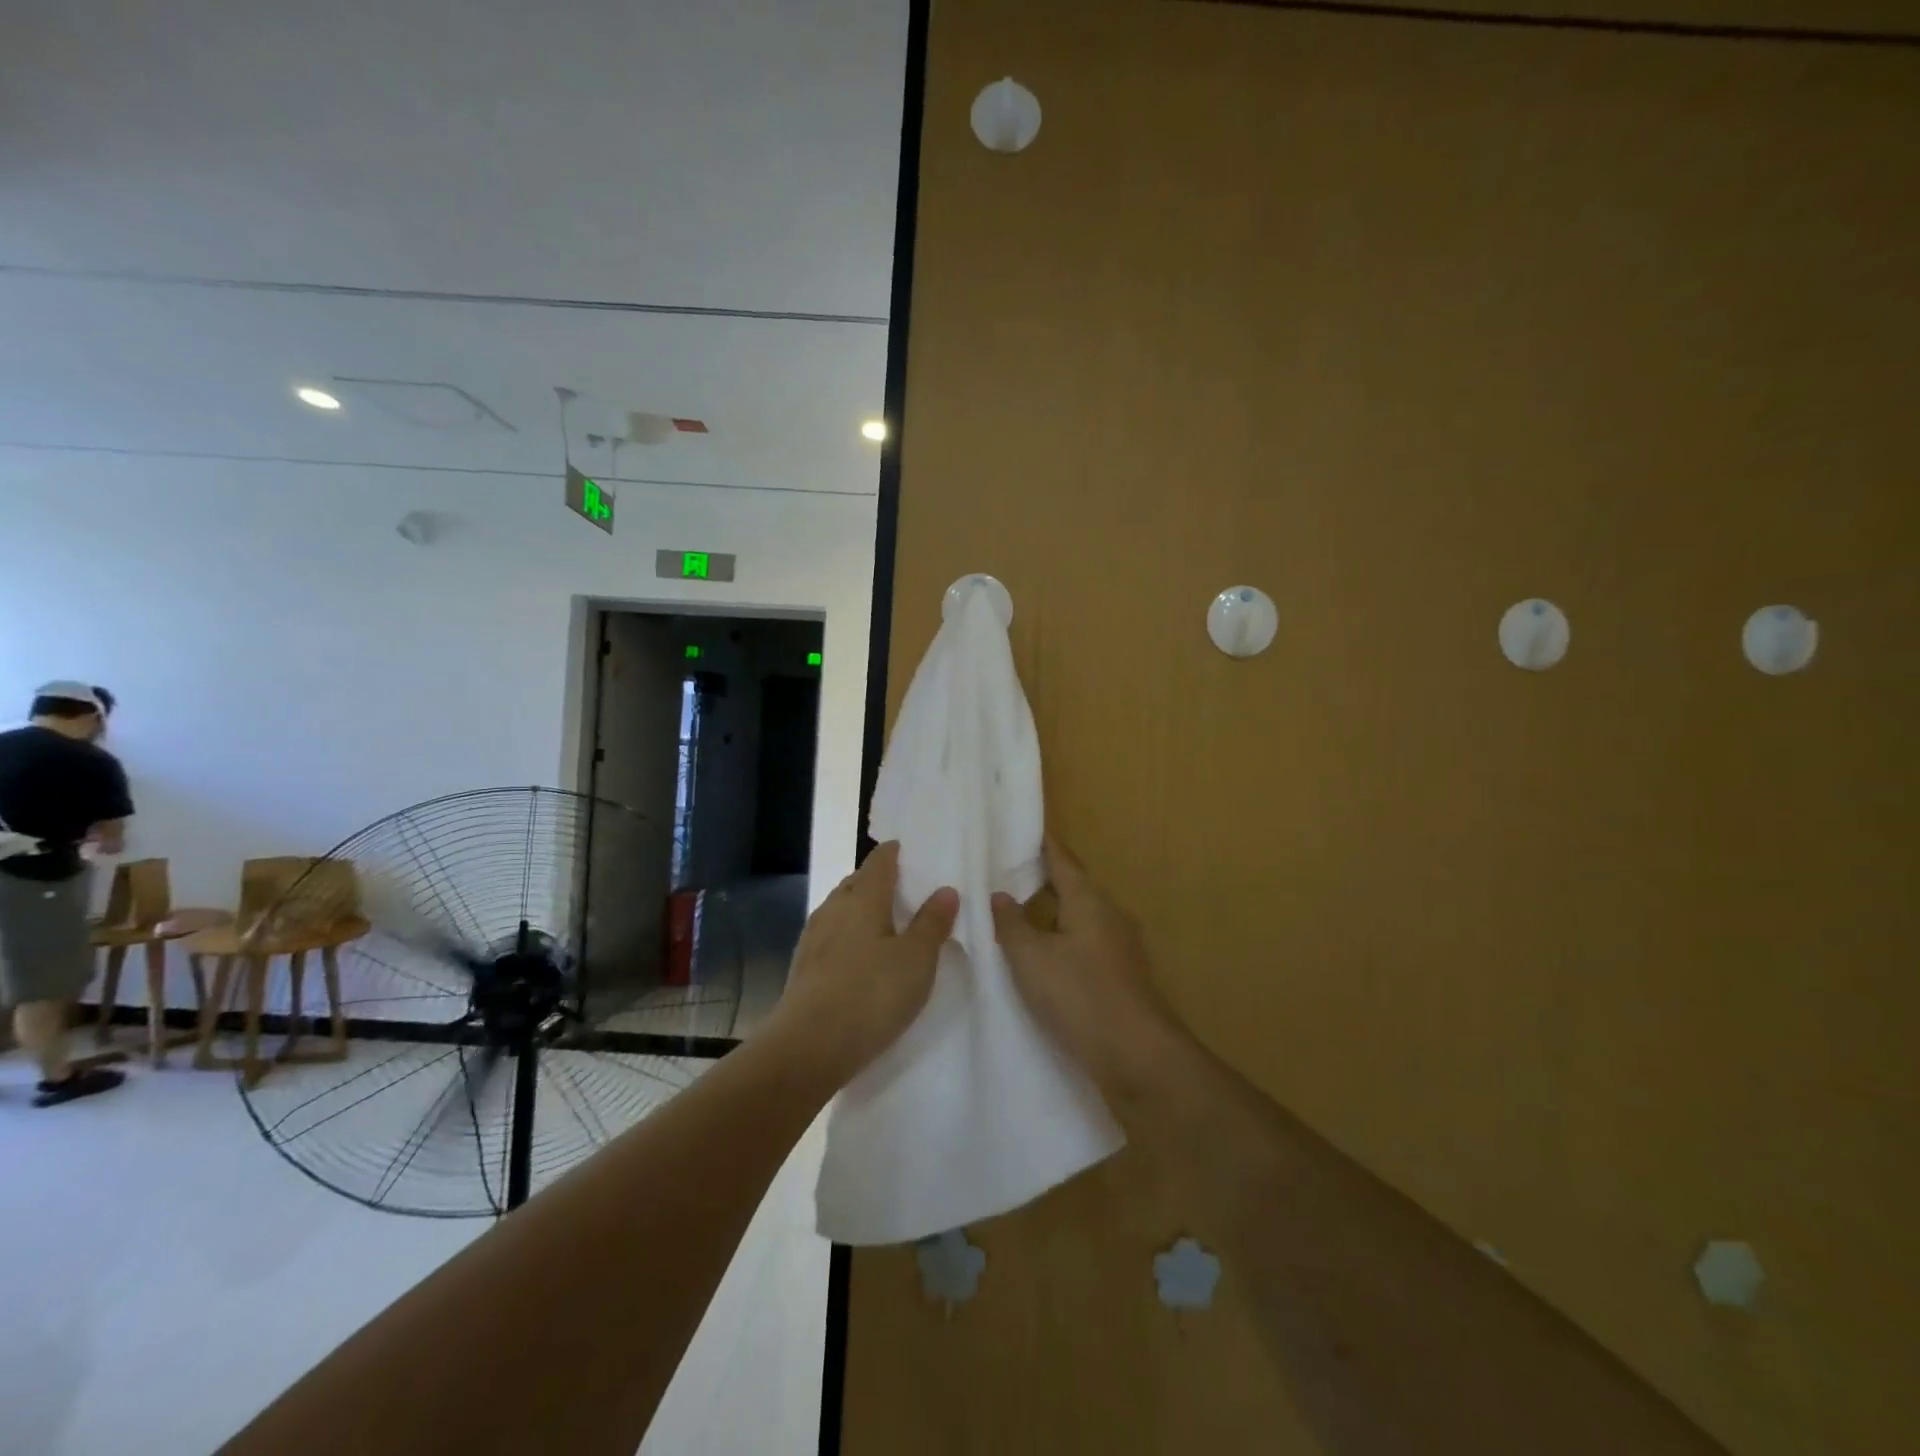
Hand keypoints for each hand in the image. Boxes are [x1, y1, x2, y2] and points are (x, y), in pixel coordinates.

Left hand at [770, 841, 958, 1081]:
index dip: (895, 853)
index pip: (879, 861)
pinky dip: (849, 936)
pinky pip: (831, 937)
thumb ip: (932, 923)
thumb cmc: (871, 994)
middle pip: (856, 883)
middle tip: (905, 890)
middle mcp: (834, 908)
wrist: (808, 1047)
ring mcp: (813, 937)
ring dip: (861, 910)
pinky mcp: (804, 967)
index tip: (909, 852)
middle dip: (878, 881)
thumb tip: (945, 889)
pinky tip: (860, 957)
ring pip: (841, 910)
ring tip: (886, 924)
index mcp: (863, 897)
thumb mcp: (916, 959)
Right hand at [992, 840, 1184, 1101]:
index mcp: (1089, 901)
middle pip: (1075, 887)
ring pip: (1082, 917)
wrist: (1138, 1056)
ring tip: (1020, 916)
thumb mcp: (1031, 959)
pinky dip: (1065, 939)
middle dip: (1044, 880)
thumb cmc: (1080, 996)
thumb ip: (1012, 924)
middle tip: (1008, 876)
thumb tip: (1000, 895)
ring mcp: (1122, 946)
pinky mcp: (1124, 975)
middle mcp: (1110, 915)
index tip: (1023, 831)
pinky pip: (1088, 943)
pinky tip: (1046, 957)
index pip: (1063, 861)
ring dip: (1054, 913)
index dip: (1043, 846)